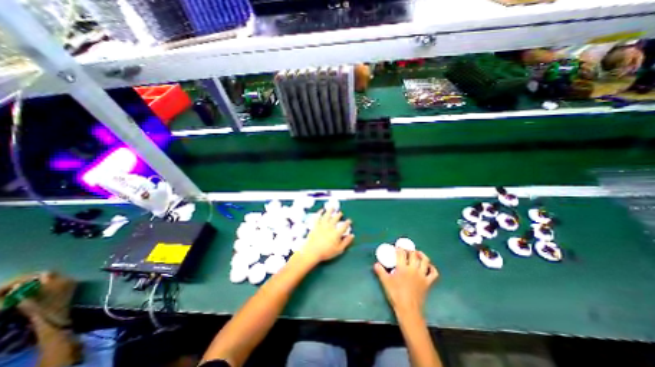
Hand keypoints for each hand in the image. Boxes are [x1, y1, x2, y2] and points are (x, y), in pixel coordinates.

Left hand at [298, 209, 355, 265]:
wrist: (312, 252)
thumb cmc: (326, 252)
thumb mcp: (339, 250)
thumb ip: (346, 242)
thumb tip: (352, 235)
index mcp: (336, 233)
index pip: (343, 226)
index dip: (347, 223)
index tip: (349, 220)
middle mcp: (330, 227)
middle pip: (335, 219)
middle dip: (338, 215)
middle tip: (340, 213)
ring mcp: (322, 225)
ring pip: (327, 215)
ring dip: (330, 211)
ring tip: (332, 207)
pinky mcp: (315, 225)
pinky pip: (318, 217)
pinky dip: (320, 213)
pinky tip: (321, 210)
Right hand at [376, 250, 436, 314]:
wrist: (408, 309)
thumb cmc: (395, 294)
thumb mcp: (385, 281)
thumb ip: (380, 271)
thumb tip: (376, 263)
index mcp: (402, 268)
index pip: (401, 253)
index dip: (399, 248)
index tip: (396, 247)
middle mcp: (413, 269)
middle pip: (413, 254)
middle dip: (409, 250)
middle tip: (406, 250)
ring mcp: (422, 275)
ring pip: (425, 261)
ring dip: (421, 255)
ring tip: (417, 253)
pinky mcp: (428, 283)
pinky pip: (433, 273)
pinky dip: (432, 268)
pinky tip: (428, 266)